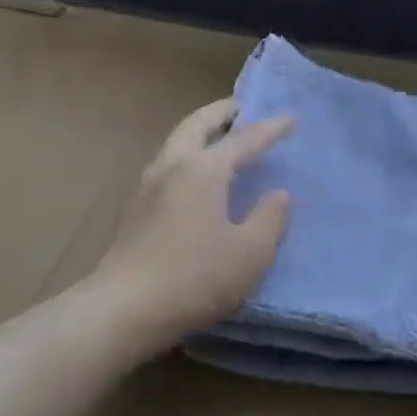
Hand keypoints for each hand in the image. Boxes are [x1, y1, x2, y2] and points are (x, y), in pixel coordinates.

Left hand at [91, 98, 293, 354]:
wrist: (126, 308)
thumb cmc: (196, 277)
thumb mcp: (251, 253)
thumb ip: (270, 219)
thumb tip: (278, 195)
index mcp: (203, 170)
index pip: (243, 140)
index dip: (270, 129)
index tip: (290, 118)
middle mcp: (172, 167)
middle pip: (196, 126)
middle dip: (221, 113)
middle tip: (241, 107)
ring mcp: (147, 188)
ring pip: (176, 144)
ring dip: (199, 132)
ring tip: (219, 137)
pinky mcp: (135, 211)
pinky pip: (167, 166)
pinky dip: (187, 156)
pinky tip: (194, 177)